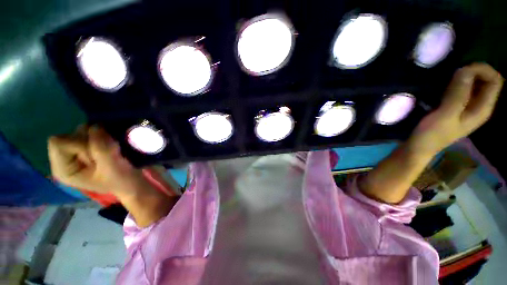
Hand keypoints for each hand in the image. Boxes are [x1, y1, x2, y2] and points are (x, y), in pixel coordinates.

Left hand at [48, 125, 145, 194]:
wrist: (131, 181)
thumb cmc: (121, 180)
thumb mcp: (112, 168)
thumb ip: (102, 149)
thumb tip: (96, 126)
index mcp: (62, 169)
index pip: (59, 143)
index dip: (79, 144)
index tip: (97, 156)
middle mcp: (63, 157)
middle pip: (70, 135)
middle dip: (92, 140)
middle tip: (107, 154)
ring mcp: (75, 150)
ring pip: (82, 130)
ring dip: (100, 137)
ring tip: (111, 150)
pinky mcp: (87, 145)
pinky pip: (91, 130)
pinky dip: (103, 135)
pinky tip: (110, 145)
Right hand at [408, 63, 503, 154]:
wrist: (417, 148)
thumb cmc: (431, 135)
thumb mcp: (445, 115)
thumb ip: (458, 94)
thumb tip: (465, 69)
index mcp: (483, 109)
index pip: (495, 80)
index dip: (482, 70)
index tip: (461, 69)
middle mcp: (479, 106)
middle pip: (485, 80)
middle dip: (472, 71)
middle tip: (451, 72)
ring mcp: (466, 106)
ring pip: (473, 83)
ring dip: (462, 77)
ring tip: (445, 77)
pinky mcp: (454, 107)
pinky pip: (461, 89)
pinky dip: (454, 83)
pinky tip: (441, 85)